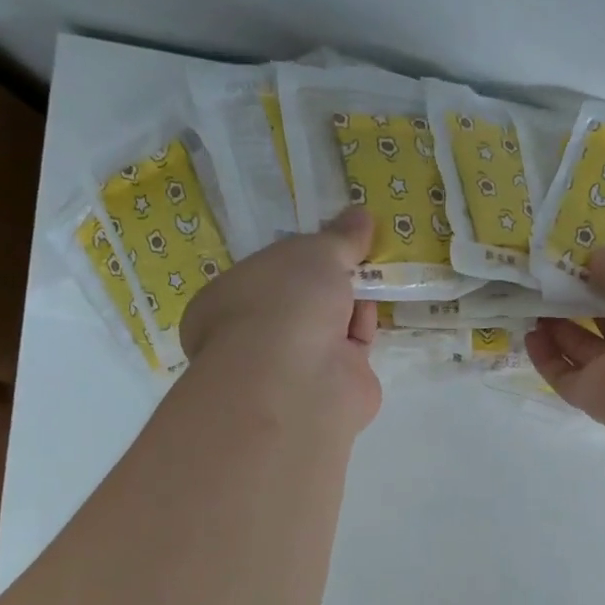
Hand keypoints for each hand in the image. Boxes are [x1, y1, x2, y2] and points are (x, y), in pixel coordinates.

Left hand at [180, 206, 381, 432]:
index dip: (298, 258)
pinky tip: (377, 308)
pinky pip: (352, 352)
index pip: (264, 275)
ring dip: (351, 302)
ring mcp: (295, 368)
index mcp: (228, 302)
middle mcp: (257, 338)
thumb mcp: (313, 253)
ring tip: (376, 273)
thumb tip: (360, 215)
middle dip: (330, 281)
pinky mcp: (333, 389)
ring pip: (329, 327)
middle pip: (302, 302)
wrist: (301, 379)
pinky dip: (365, 330)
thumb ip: (338, 237)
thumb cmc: (285, 303)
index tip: (328, 243)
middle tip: (359, 254)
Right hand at [524, 244, 604, 434]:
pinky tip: (530, 334)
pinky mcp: (597, 397)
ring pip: (586, 350)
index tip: (584, 262)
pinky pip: (566, 376)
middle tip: (550, 280)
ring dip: (560, 328)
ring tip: (534, 302)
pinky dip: (547, 358)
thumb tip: (593, 261)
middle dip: (583, 302)